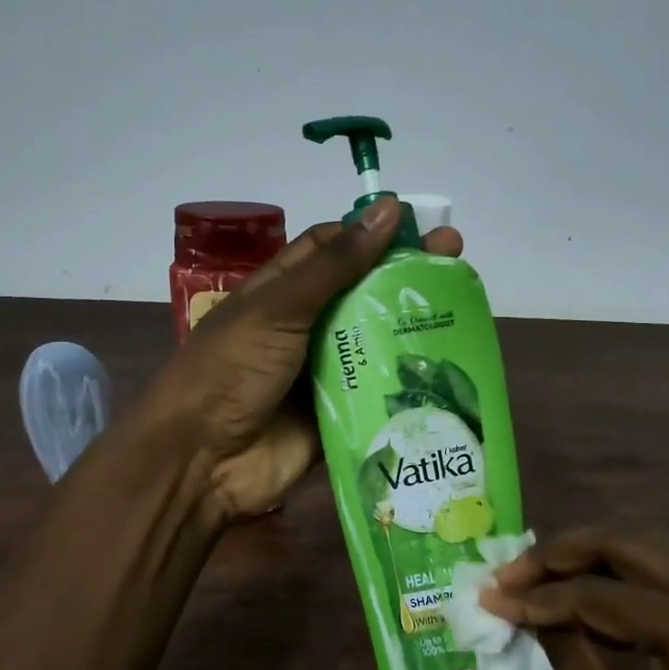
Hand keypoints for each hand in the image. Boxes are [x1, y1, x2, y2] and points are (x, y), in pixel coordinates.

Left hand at [141, 199, 463, 524]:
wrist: (204, 461)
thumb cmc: (232, 370)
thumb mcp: (278, 309)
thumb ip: (335, 266)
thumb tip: (387, 208)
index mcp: (282, 292)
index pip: (333, 249)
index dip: (374, 234)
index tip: (420, 226)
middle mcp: (306, 327)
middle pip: (363, 294)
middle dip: (406, 277)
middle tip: (457, 259)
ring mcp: (324, 373)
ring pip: (377, 342)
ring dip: (414, 328)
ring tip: (464, 309)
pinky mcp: (340, 414)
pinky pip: (378, 392)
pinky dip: (408, 381)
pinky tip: (450, 368)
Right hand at [481, 526, 668, 669]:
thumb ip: (570, 659)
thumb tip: (525, 608)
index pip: (600, 594)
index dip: (538, 595)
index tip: (490, 597)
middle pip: (630, 542)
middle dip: (561, 553)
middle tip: (511, 573)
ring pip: (654, 548)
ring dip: (594, 558)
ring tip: (539, 579)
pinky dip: (630, 578)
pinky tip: (592, 597)